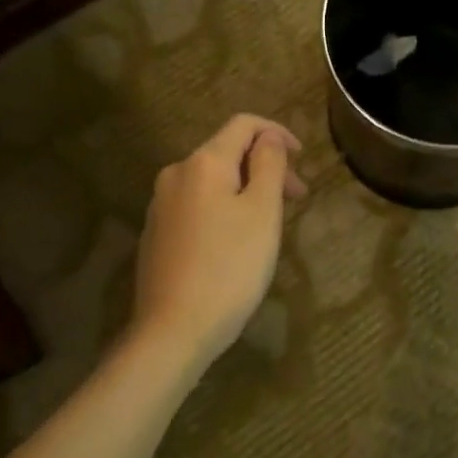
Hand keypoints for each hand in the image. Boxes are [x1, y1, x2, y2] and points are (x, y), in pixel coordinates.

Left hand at [131, 114, 307, 371]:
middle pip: (228, 152)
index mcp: (203, 162)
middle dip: (265, 166)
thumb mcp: (263, 212)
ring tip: (271, 222)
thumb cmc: (229, 267)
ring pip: (213, 181)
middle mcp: (176, 174)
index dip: (277, 133)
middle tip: (297, 198)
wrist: (172, 332)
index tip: (302, 158)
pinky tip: (238, 241)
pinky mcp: (156, 234)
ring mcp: (161, 205)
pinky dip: (224, 208)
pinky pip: (198, 205)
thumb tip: (268, 137)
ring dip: (247, 189)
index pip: (243, 124)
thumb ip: (269, 164)